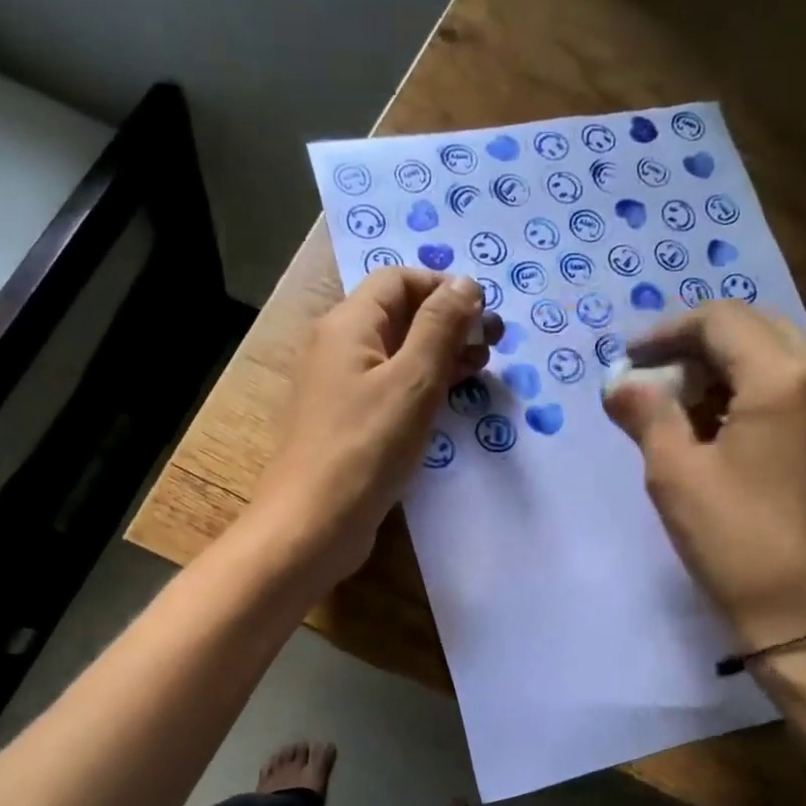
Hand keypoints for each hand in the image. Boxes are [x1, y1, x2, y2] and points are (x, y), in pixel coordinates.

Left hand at [253, 267, 492, 581]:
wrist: (312, 525)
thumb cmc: (365, 448)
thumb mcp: (412, 381)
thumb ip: (440, 327)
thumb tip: (465, 283)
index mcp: (348, 325)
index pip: (398, 281)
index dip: (445, 288)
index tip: (485, 315)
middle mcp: (339, 349)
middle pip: (399, 316)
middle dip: (449, 322)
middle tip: (493, 345)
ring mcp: (341, 390)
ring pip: (398, 355)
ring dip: (440, 355)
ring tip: (481, 368)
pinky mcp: (349, 426)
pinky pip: (390, 391)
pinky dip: (423, 388)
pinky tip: (451, 401)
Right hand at [604, 300, 805, 647]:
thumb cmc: (735, 542)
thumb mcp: (675, 475)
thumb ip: (647, 414)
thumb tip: (619, 383)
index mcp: (786, 378)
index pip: (722, 321)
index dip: (668, 331)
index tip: (630, 357)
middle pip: (757, 328)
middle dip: (700, 346)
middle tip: (656, 378)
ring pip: (782, 356)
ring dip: (729, 367)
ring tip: (684, 406)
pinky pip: (801, 387)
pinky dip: (758, 390)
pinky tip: (725, 426)